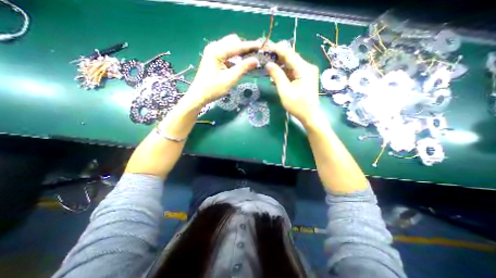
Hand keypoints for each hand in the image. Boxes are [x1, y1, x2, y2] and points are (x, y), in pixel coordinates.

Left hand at [187, 33, 259, 107]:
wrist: (199, 95)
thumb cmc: (213, 89)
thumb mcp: (230, 79)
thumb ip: (243, 68)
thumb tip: (256, 60)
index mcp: (217, 50)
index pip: (237, 45)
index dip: (250, 46)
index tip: (261, 47)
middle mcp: (214, 47)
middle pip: (233, 42)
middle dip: (245, 48)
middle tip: (255, 56)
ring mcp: (213, 52)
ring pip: (230, 47)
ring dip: (240, 53)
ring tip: (250, 60)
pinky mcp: (213, 58)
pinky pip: (227, 54)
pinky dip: (234, 58)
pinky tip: (240, 64)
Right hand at [265, 43, 319, 125]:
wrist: (310, 115)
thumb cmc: (297, 105)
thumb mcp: (285, 91)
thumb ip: (277, 76)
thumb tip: (268, 64)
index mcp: (304, 69)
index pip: (289, 53)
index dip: (276, 49)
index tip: (265, 47)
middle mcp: (307, 67)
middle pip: (291, 57)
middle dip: (277, 57)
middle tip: (265, 56)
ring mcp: (307, 72)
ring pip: (291, 64)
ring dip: (280, 65)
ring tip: (268, 66)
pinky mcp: (306, 77)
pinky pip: (294, 71)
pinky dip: (285, 72)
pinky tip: (276, 75)